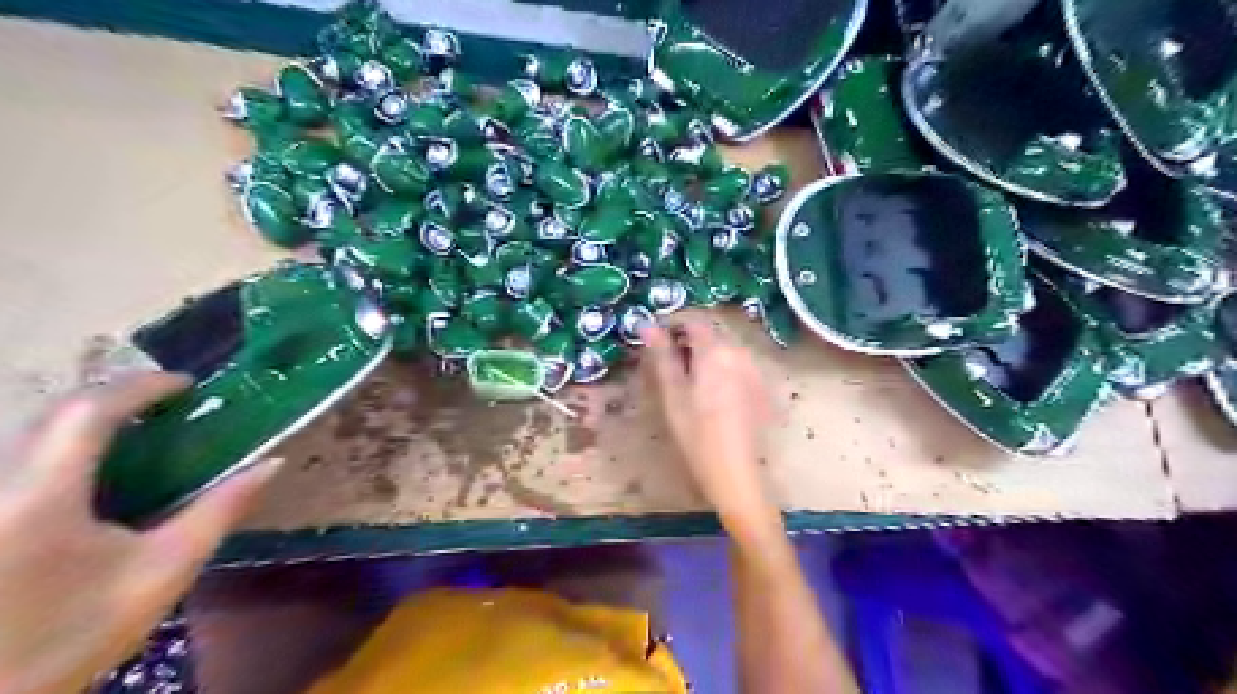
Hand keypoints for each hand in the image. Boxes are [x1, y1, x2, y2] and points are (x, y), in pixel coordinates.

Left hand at [0, 374, 278, 693]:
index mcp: (39, 498)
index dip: (141, 386)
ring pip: (29, 435)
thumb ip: (217, 511)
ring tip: (143, 430)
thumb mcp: (162, 572)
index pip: (88, 412)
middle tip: (172, 405)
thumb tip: (270, 464)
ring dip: (89, 421)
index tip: (189, 385)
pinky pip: (20, 460)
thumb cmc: (72, 635)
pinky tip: (97, 470)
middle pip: (53, 415)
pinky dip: (65, 448)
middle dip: (116, 398)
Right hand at [642, 321, 776, 536]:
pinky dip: (720, 367)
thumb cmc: (696, 434)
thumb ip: (661, 355)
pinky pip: (737, 363)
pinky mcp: (761, 386)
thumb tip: (646, 324)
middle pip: (711, 331)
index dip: (672, 324)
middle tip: (668, 362)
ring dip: (705, 352)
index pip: (693, 320)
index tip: (656, 340)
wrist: (735, 472)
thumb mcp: (672, 394)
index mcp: (716, 350)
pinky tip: (712, 392)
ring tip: (688, 378)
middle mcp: (740, 352)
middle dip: (688, 339)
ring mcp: (754, 369)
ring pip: (725, 347)